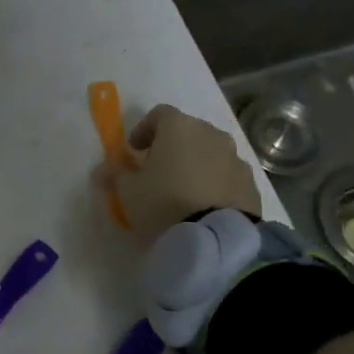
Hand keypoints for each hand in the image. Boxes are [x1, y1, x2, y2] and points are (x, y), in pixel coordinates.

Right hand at [101, 104, 260, 242]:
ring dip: (196, 164)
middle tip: (158, 171)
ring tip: (183, 191)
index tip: (134, 151)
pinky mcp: (251, 183)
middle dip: (172, 146)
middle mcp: (211, 134)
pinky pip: (227, 175)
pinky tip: (205, 206)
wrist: (215, 239)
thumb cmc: (164, 203)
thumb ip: (115, 174)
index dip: (144, 129)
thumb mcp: (128, 191)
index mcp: (179, 127)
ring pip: (211, 153)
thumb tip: (103, 168)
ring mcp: (235, 158)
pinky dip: (215, 183)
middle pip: (188, 131)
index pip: (159, 114)